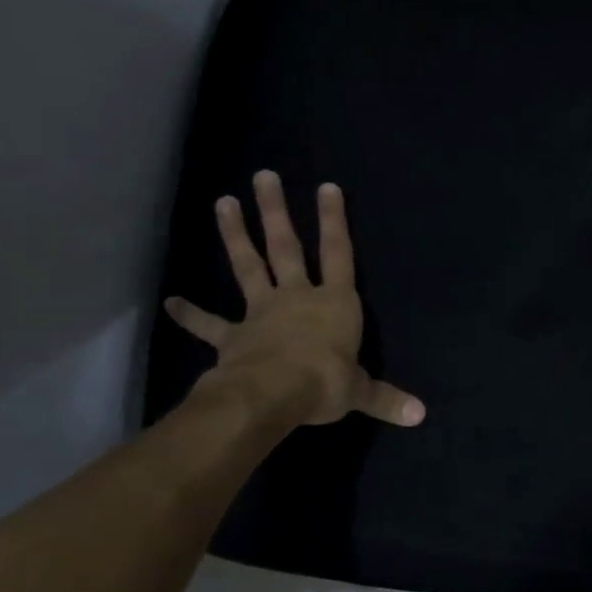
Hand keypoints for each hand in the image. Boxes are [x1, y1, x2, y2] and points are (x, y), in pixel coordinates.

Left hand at [164, 171, 424, 428]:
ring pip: (248, 266)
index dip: (334, 221)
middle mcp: (297, 297)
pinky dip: (191, 314)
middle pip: (286, 247)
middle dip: (277, 211)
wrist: (273, 394)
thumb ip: (386, 398)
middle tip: (264, 176)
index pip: (338, 253)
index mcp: (334, 303)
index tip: (326, 187)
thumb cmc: (325, 382)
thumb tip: (421, 415)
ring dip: (236, 235)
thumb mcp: (361, 391)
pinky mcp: (233, 336)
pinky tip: (170, 303)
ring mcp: (261, 312)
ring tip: (223, 202)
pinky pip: (210, 324)